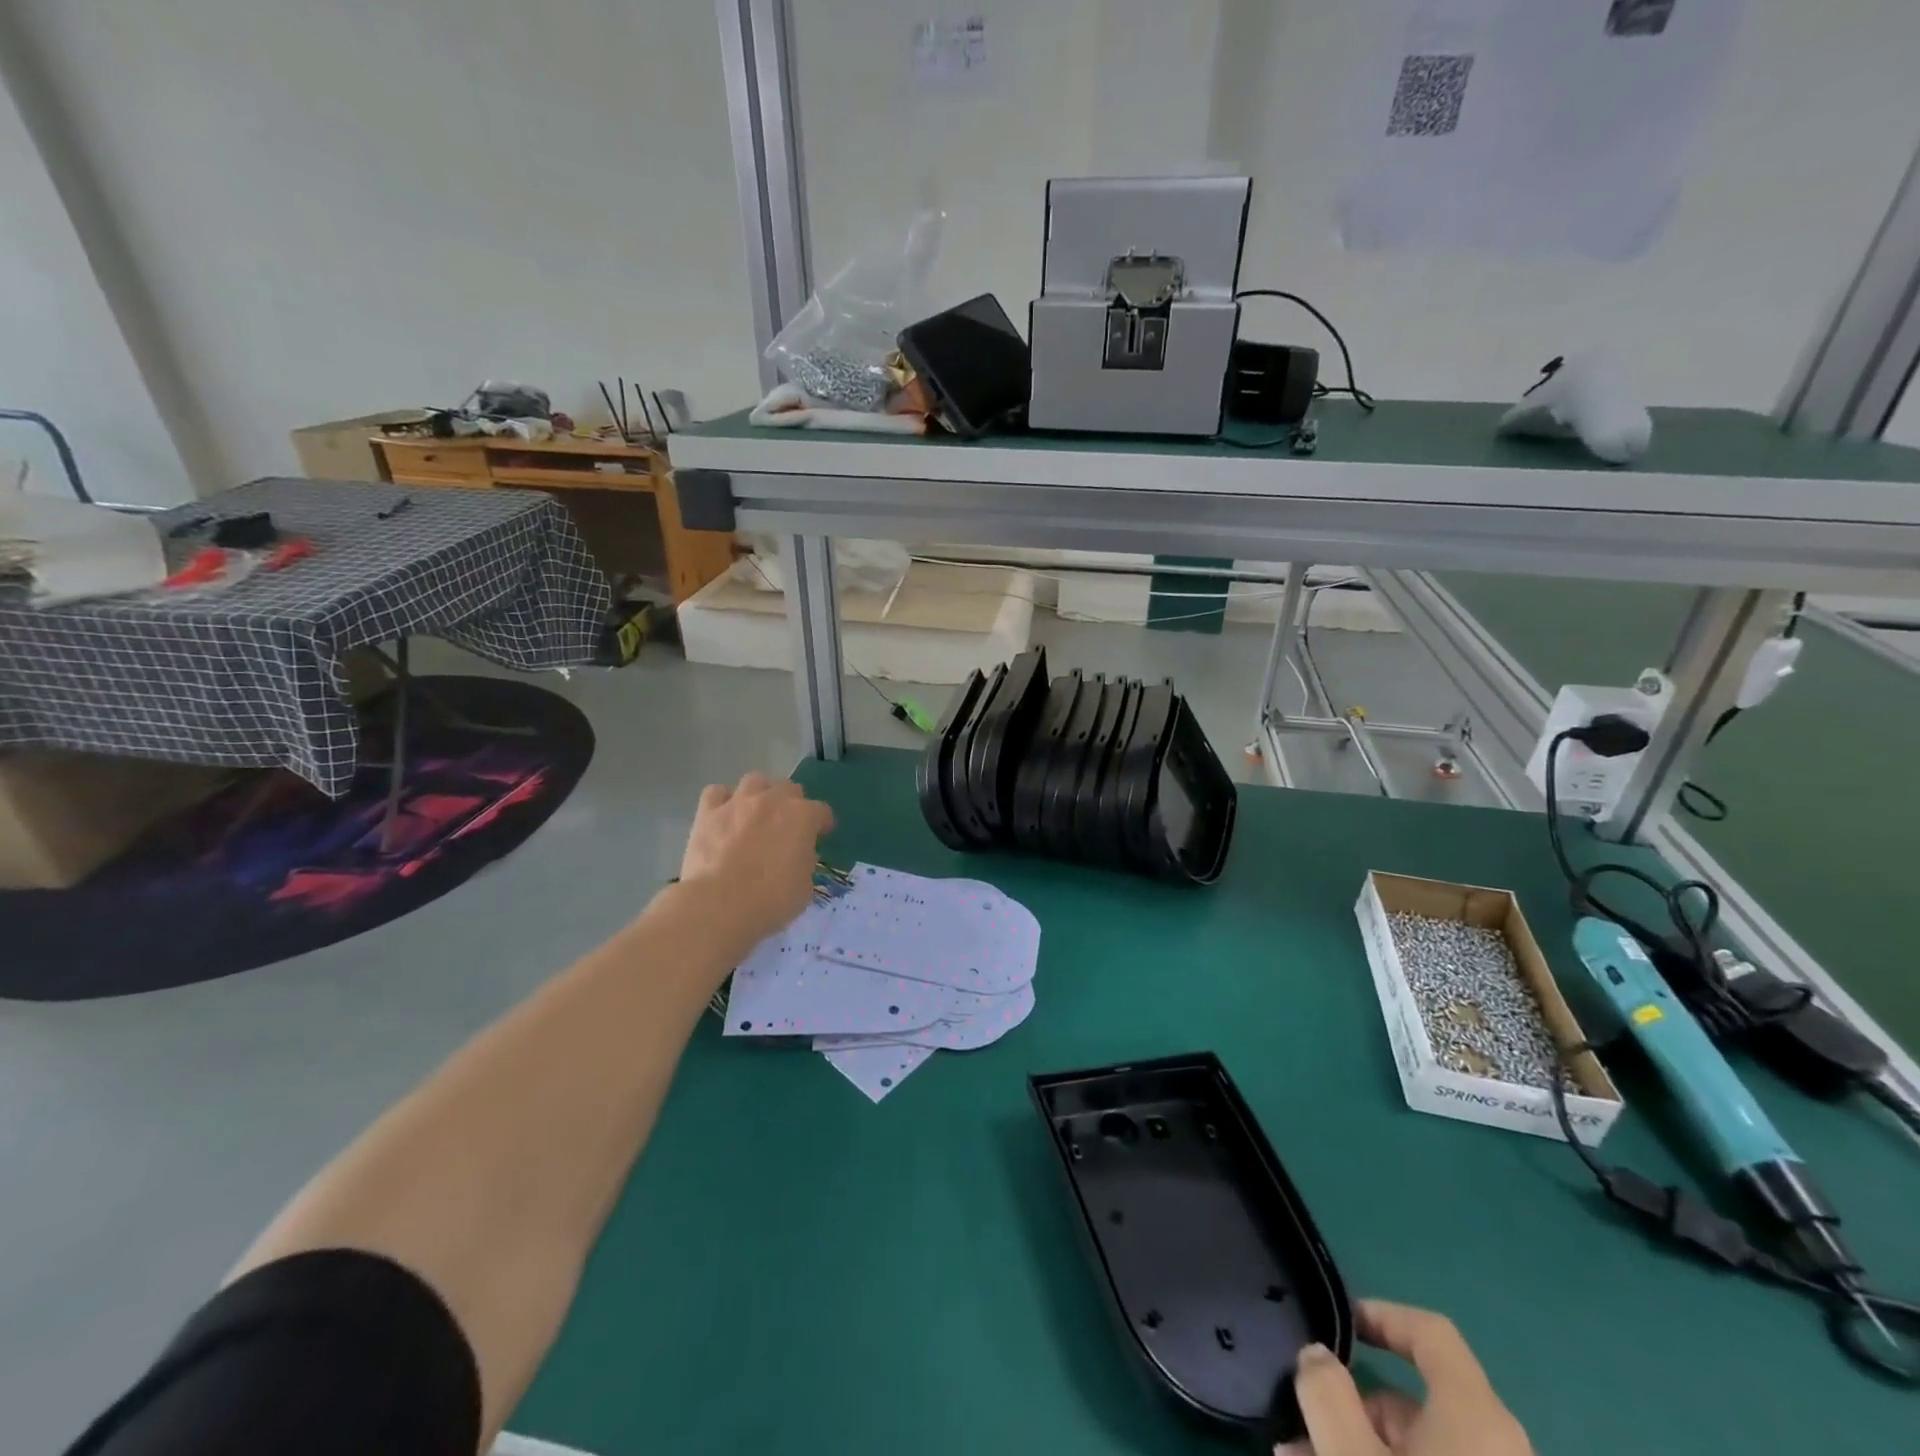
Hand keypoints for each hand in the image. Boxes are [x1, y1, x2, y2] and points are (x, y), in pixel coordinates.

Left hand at [679, 772, 834, 948]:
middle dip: (792, 804)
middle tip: (786, 826)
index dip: (822, 823)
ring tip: (755, 814)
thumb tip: (797, 855)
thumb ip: (805, 863)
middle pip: (789, 788)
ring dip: (760, 794)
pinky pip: (717, 793)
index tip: (820, 836)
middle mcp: (773, 800)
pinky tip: (724, 816)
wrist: (720, 904)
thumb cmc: (771, 900)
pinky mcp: (708, 812)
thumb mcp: (805, 887)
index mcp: (803, 817)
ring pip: (755, 780)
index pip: (822, 811)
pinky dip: (722, 801)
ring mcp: (739, 802)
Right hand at [1283, 1300, 1531, 1455]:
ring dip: (1359, 1440)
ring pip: (1420, 1447)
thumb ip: (1326, 1392)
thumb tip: (1317, 1355)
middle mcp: (1500, 1443)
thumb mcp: (1351, 1452)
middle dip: (1349, 1403)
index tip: (1338, 1324)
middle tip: (1300, 1425)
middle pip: (1415, 1397)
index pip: (1431, 1331)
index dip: (1381, 1315)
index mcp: (1477, 1413)